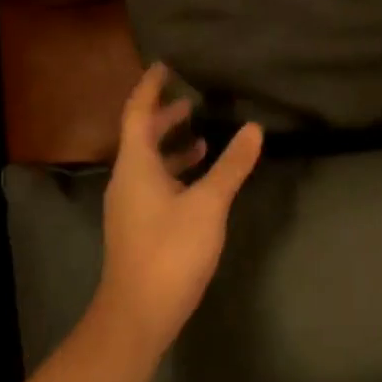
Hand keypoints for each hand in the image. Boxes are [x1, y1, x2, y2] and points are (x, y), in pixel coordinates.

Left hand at [93, 64, 263, 357]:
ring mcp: (130, 205)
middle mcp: (127, 179)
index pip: (138, 112)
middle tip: (192, 99)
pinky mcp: (139, 226)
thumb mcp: (208, 204)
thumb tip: (254, 129)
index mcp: (136, 165)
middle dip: (165, 115)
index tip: (166, 65)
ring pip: (149, 162)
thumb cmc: (170, 251)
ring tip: (204, 136)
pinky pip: (154, 183)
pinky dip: (175, 171)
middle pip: (141, 135)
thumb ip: (232, 165)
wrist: (137, 316)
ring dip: (172, 145)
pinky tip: (200, 181)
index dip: (151, 87)